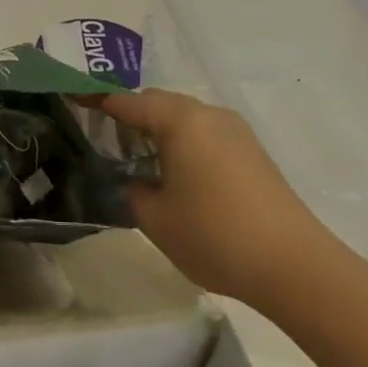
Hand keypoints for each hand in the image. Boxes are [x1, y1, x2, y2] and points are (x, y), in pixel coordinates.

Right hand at [103, 88, 333, 300]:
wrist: (294, 265)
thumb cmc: (214, 235)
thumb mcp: (155, 218)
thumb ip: (133, 191)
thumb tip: (136, 180)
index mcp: (181, 121)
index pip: (128, 101)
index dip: (98, 100)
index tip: (73, 101)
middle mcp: (209, 116)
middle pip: (159, 103)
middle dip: (129, 115)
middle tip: (103, 138)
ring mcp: (236, 133)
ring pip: (185, 118)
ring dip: (158, 130)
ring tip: (136, 159)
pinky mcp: (252, 153)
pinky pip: (205, 134)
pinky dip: (182, 143)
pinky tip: (174, 173)